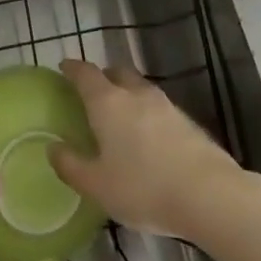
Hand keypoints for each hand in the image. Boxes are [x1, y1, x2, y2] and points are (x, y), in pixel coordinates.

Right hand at [49, 59, 255, 240]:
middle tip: (92, 92)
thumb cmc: (143, 188)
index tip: (63, 67)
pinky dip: (145, 112)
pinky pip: (156, 106)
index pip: (85, 73)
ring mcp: (163, 103)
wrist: (207, 193)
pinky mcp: (185, 119)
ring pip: (138, 87)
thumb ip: (72, 166)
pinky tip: (147, 136)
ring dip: (126, 93)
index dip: (72, 68)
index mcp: (107, 102)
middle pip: (115, 72)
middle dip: (102, 76)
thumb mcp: (98, 186)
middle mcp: (134, 93)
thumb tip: (53, 149)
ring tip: (119, 115)